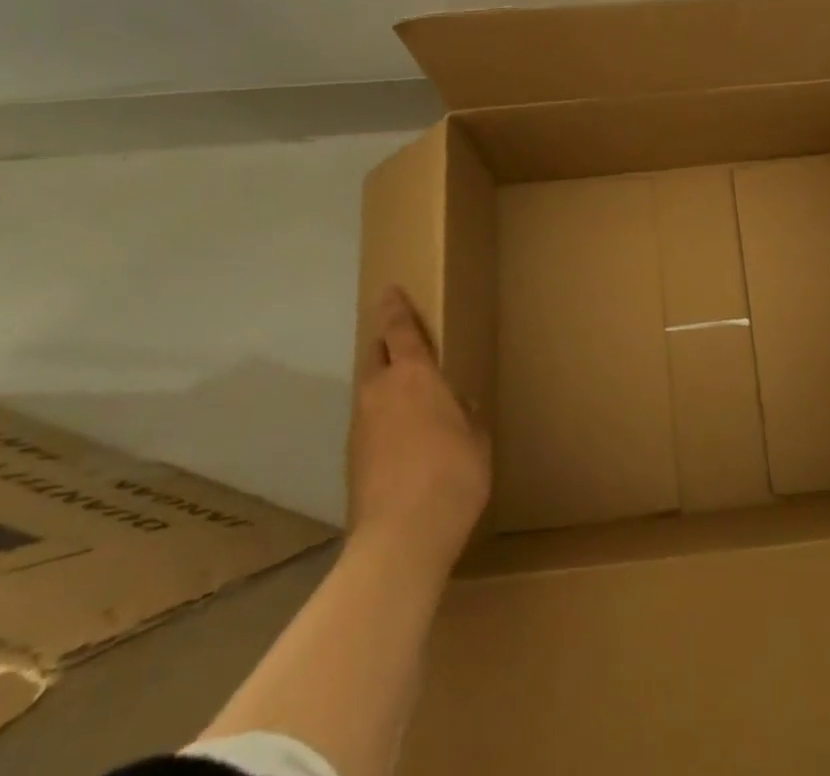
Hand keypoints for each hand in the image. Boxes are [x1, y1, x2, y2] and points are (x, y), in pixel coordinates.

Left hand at [347, 287, 490, 577]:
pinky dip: (382, 421)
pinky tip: (401, 442)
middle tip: (401, 342)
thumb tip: (457, 405)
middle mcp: (380, 391)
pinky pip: (368, 423)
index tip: (390, 290)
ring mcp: (361, 425)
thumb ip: (466, 414)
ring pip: (370, 390)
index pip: (399, 328)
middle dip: (385, 344)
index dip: (395, 307)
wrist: (400, 539)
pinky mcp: (352, 459)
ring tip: (407, 398)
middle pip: (376, 354)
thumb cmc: (452, 475)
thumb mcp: (476, 439)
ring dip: (384, 386)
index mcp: (414, 375)